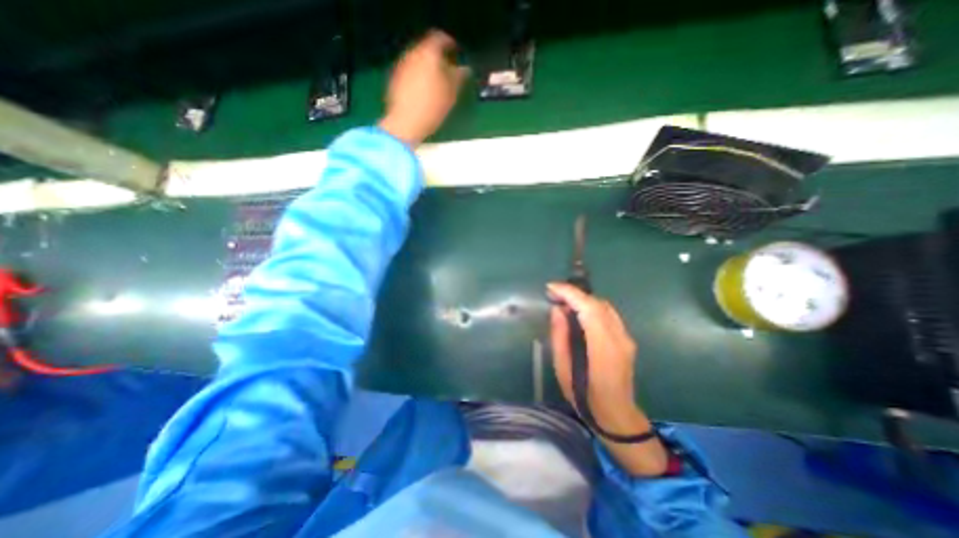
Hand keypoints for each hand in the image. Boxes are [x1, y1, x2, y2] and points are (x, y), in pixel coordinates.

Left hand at [378, 30, 467, 145]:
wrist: (404, 123)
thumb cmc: (432, 107)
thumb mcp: (451, 94)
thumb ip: (458, 78)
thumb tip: (465, 69)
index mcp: (428, 53)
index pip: (440, 38)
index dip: (450, 44)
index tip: (457, 53)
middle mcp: (412, 54)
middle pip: (427, 49)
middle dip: (438, 58)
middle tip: (449, 70)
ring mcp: (401, 66)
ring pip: (417, 60)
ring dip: (427, 68)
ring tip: (437, 83)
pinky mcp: (394, 80)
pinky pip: (410, 72)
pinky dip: (418, 77)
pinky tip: (424, 92)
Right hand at [547, 279, 635, 417]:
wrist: (616, 415)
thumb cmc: (585, 397)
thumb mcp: (563, 369)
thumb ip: (560, 337)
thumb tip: (557, 310)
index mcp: (603, 348)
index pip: (589, 309)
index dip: (570, 294)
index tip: (551, 287)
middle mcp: (619, 338)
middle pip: (598, 304)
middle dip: (574, 294)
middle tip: (554, 294)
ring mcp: (626, 338)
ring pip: (604, 306)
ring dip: (583, 299)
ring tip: (564, 302)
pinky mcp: (626, 339)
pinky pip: (608, 314)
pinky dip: (591, 307)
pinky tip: (579, 313)